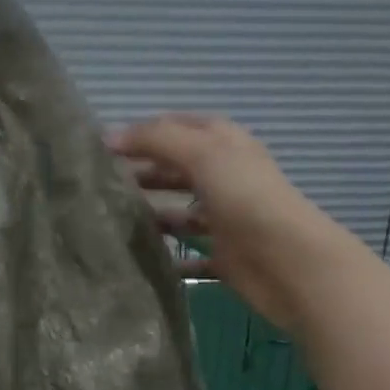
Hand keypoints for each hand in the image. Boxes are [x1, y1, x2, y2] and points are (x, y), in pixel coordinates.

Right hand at [110, 114, 338, 331]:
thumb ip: (157, 140)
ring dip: (152, 214)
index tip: (101, 149)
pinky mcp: (224, 256)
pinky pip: (190, 255)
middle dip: (142, 173)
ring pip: (180, 212)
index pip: (175, 127)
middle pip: (176, 169)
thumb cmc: (246, 198)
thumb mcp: (202, 154)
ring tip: (112, 222)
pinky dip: (170, 258)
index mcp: (223, 144)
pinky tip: (142, 261)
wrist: (289, 261)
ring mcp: (225, 218)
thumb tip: (109, 137)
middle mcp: (224, 177)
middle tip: (100, 186)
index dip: (141, 133)